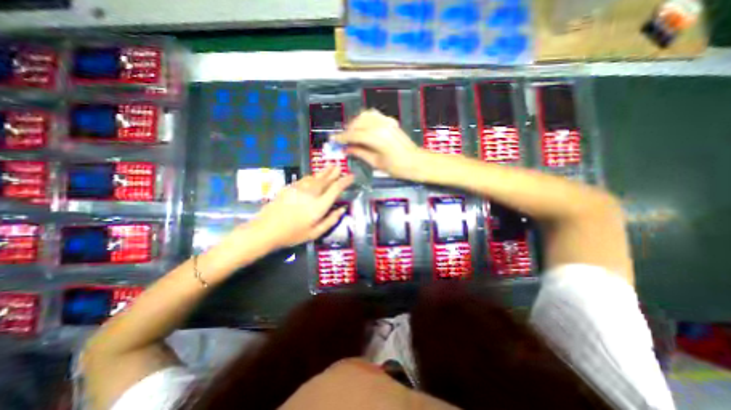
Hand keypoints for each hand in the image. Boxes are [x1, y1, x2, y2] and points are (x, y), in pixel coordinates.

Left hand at [246, 167, 354, 249]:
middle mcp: (311, 194)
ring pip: (315, 177)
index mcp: (319, 206)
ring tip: (331, 167)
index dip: (345, 181)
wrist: (266, 230)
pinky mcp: (290, 187)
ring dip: (324, 172)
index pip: (335, 189)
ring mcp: (299, 189)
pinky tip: (314, 176)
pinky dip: (312, 176)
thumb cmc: (293, 234)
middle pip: (325, 180)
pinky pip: (305, 179)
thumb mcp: (315, 233)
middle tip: (340, 167)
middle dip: (334, 172)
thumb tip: (342, 209)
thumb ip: (331, 220)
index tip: (351, 176)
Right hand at [336, 109, 429, 180]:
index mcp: (376, 138)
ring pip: (365, 116)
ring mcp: (387, 121)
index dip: (342, 137)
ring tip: (352, 135)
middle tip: (343, 140)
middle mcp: (380, 126)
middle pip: (358, 123)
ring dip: (356, 124)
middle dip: (348, 130)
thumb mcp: (376, 163)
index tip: (333, 140)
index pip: (354, 134)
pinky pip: (374, 115)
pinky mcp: (391, 121)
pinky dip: (365, 120)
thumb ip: (360, 153)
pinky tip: (363, 129)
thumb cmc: (397, 168)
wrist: (417, 162)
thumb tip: (347, 149)